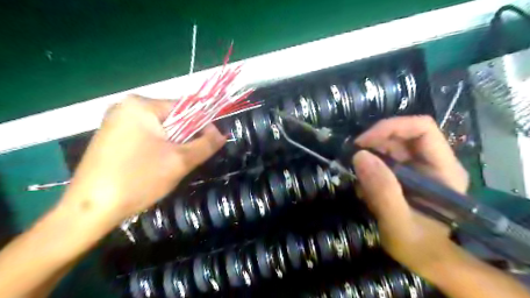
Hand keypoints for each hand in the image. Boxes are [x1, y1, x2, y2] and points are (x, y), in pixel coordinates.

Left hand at [60, 94, 225, 228]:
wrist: (89, 209)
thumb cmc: (138, 179)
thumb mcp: (180, 161)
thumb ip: (206, 144)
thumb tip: (222, 134)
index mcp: (141, 105)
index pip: (185, 108)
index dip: (202, 125)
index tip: (211, 144)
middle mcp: (125, 107)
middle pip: (172, 119)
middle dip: (184, 138)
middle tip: (186, 160)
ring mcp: (115, 121)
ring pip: (159, 130)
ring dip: (172, 145)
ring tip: (170, 166)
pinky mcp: (110, 137)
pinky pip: (145, 137)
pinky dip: (156, 148)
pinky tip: (152, 166)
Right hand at [351, 116, 466, 276]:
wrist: (425, 258)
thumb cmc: (418, 245)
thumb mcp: (398, 223)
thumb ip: (383, 191)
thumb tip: (359, 156)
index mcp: (443, 169)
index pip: (422, 128)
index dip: (391, 127)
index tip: (362, 142)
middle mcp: (433, 161)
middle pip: (403, 134)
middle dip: (374, 142)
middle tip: (352, 157)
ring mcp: (419, 166)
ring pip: (391, 145)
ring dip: (369, 155)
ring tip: (357, 177)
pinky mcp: (406, 173)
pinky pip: (384, 158)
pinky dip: (369, 166)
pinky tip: (364, 186)